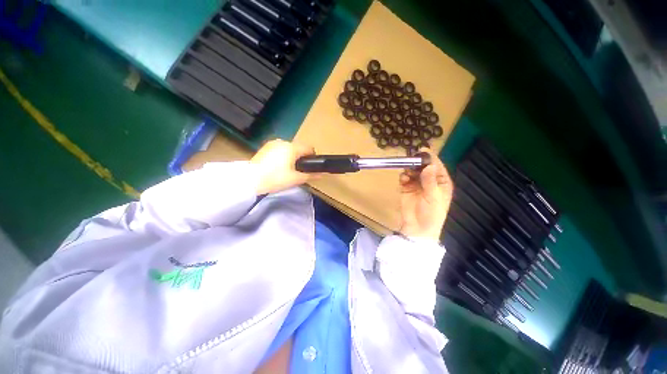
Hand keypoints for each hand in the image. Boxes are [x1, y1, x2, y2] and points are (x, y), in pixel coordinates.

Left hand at [251, 139, 315, 194]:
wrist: (250, 180)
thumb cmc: (275, 179)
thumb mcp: (295, 179)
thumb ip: (310, 175)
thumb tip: (322, 174)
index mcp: (292, 147)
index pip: (309, 148)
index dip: (312, 157)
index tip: (309, 167)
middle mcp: (283, 142)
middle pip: (299, 148)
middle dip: (300, 157)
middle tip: (297, 170)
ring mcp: (273, 143)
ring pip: (289, 148)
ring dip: (291, 156)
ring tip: (286, 169)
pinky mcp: (265, 147)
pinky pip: (280, 149)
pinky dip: (282, 155)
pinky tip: (277, 166)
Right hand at [398, 148, 452, 240]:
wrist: (417, 228)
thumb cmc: (431, 214)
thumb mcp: (433, 197)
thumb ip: (430, 181)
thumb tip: (429, 165)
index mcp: (441, 183)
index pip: (437, 167)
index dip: (431, 159)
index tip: (423, 151)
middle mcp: (429, 181)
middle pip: (424, 167)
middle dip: (418, 163)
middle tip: (411, 160)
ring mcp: (417, 184)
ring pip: (413, 171)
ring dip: (409, 170)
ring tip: (407, 172)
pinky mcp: (406, 188)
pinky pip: (404, 178)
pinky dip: (403, 176)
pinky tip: (403, 179)